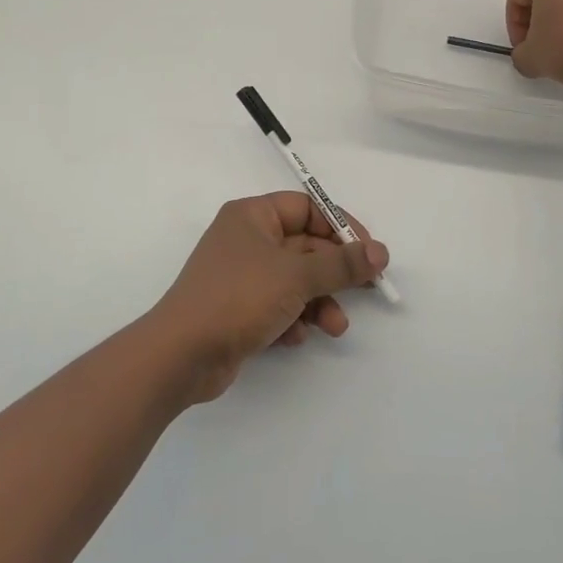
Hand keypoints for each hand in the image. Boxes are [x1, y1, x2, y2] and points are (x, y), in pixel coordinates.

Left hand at [149, 193, 389, 401]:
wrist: (181, 354)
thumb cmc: (239, 297)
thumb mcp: (296, 276)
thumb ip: (341, 264)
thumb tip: (380, 252)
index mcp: (252, 216)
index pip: (306, 208)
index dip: (340, 226)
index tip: (368, 251)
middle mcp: (246, 240)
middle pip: (304, 247)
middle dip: (333, 273)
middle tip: (366, 290)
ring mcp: (241, 276)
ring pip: (295, 281)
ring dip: (319, 302)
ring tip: (335, 326)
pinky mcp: (238, 309)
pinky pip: (278, 305)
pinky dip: (293, 319)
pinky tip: (296, 337)